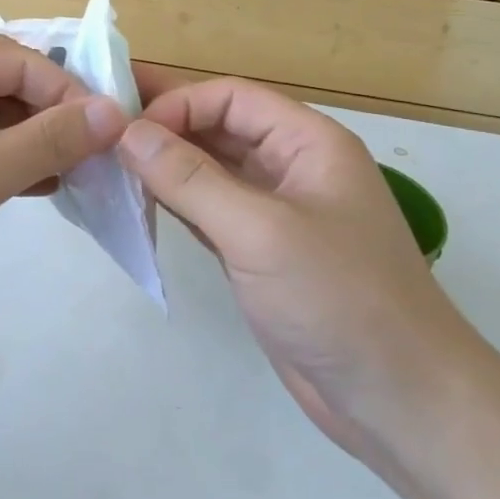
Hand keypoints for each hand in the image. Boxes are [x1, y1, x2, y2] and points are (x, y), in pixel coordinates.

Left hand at [0, 39, 126, 331]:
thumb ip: (46, 141)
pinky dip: (6, 162)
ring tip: (74, 173)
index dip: (69, 91)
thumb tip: (112, 113)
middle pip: (6, 84)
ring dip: (33, 140)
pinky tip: (37, 187)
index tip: (109, 132)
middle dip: (53, 116)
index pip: (19, 61)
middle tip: (96, 154)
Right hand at [118, 71, 480, 460]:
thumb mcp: (260, 231)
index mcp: (308, 143)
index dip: (178, 104)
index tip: (126, 131)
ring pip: (210, 170)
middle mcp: (291, 167)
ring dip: (164, 165)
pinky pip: (209, 210)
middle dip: (165, 127)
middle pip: (219, 128)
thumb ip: (191, 179)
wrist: (399, 400)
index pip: (231, 98)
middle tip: (100, 128)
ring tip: (107, 162)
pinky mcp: (259, 253)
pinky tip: (137, 202)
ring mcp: (275, 212)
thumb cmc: (338, 299)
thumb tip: (128, 133)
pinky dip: (175, 203)